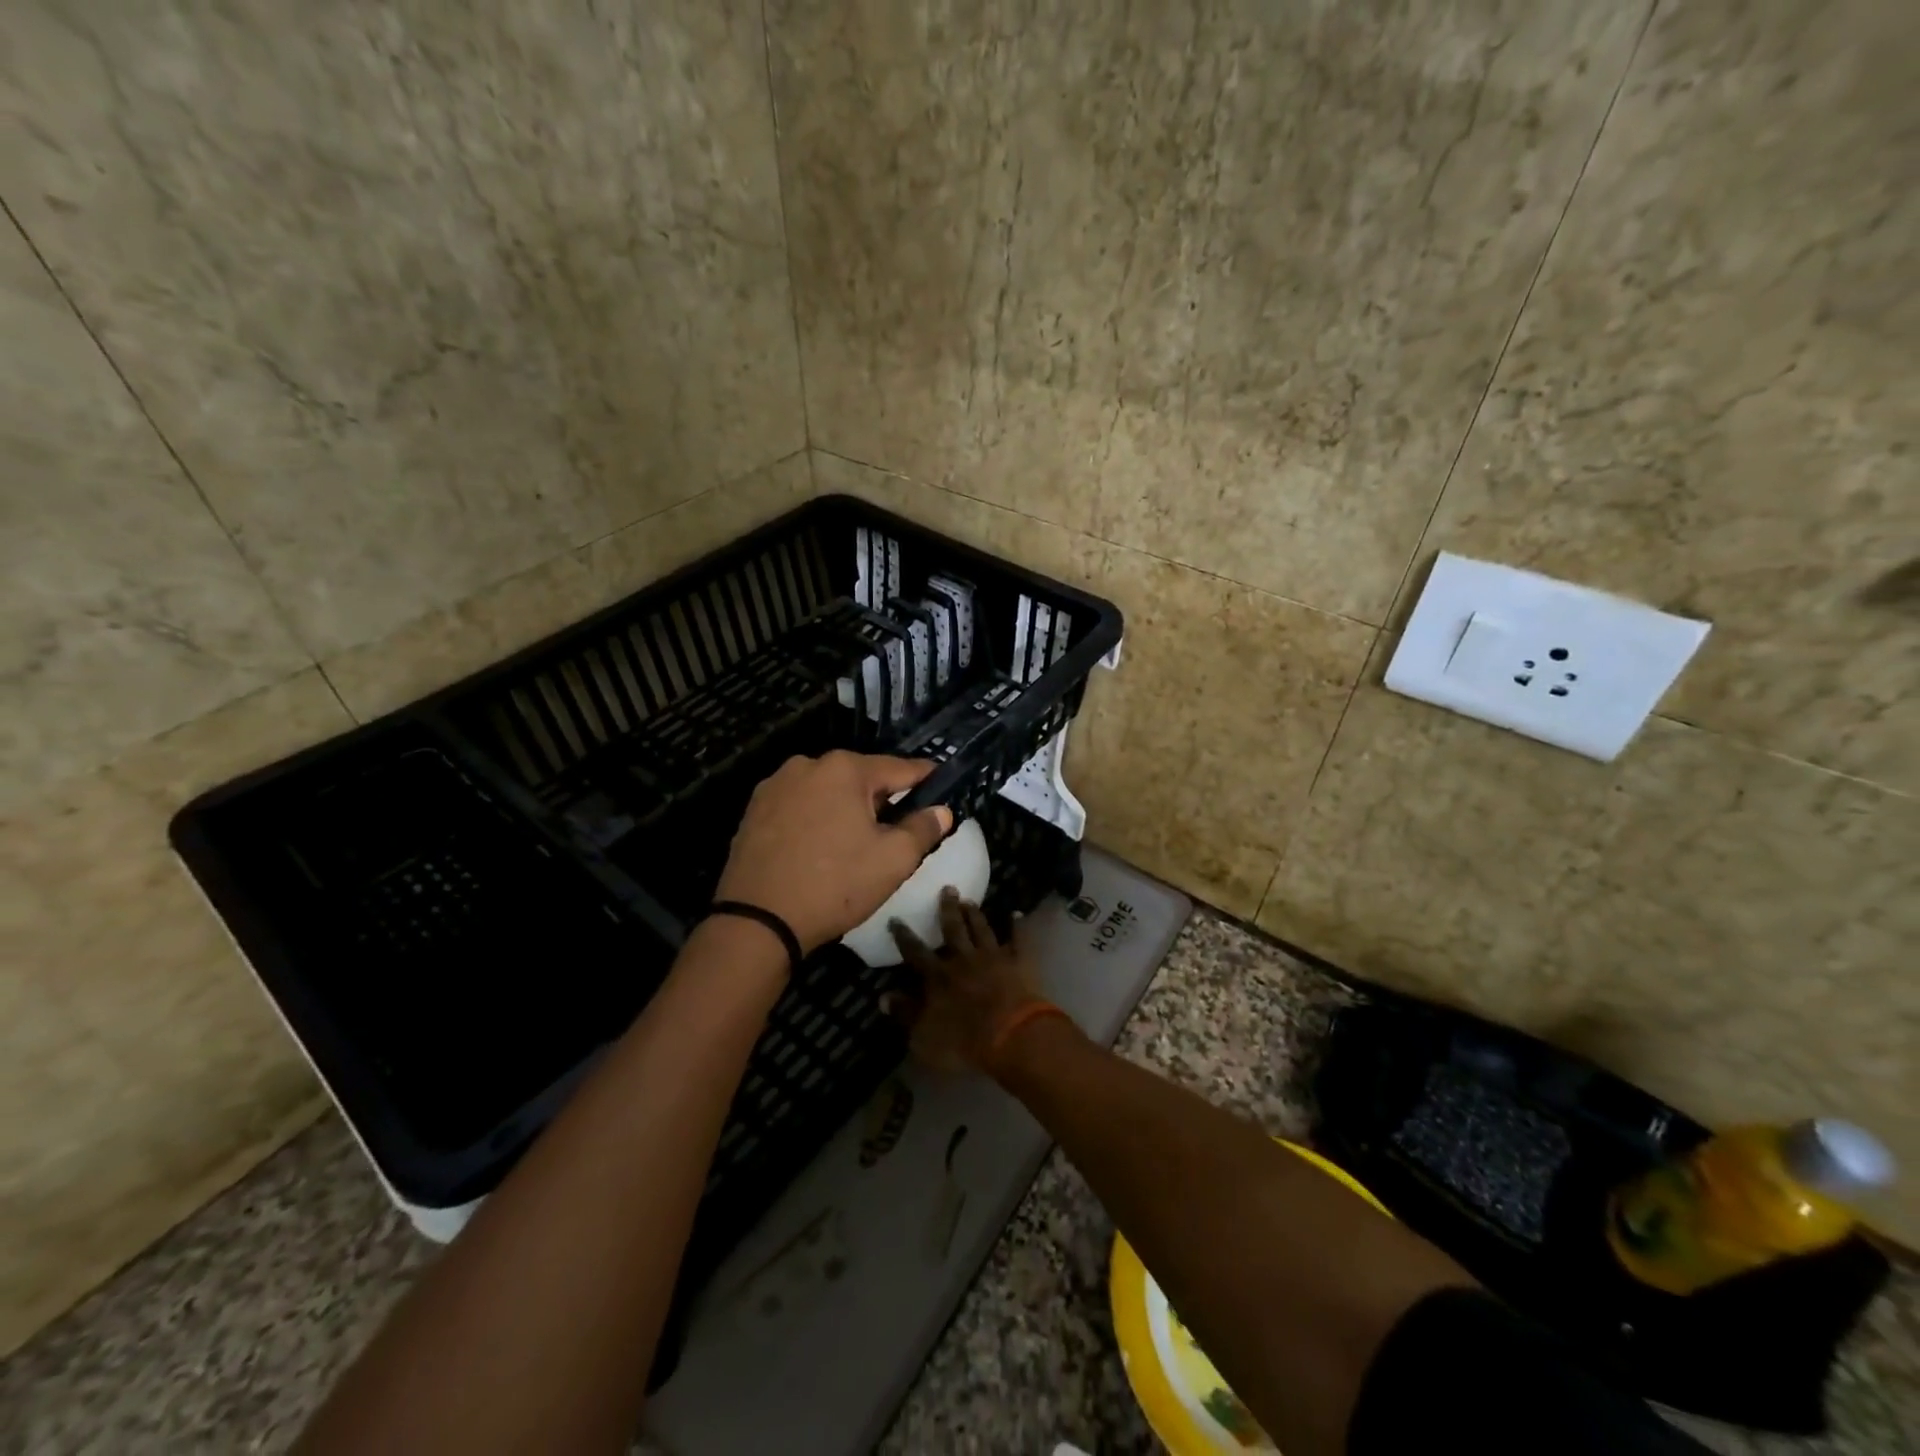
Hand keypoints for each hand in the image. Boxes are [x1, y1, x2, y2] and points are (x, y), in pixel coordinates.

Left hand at [714, 752, 952, 953]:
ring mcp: (775, 786)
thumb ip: (923, 829)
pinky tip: (819, 850)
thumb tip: (941, 811)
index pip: (899, 768)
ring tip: (855, 845)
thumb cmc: (835, 885)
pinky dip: (816, 820)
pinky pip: (799, 807)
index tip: (941, 784)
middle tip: (896, 831)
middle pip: (860, 778)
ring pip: (827, 792)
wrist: (758, 921)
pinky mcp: (754, 810)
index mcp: (844, 768)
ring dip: (845, 810)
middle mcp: (807, 765)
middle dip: (881, 800)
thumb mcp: (893, 860)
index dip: (924, 778)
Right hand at [890, 890, 1045, 1072]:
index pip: (916, 952)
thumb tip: (883, 996)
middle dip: (948, 909)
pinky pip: (1018, 940)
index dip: (904, 936)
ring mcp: (993, 958)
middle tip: (947, 888)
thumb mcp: (923, 1035)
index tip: (896, 918)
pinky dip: (1017, 926)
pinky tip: (1016, 913)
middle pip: (953, 929)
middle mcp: (964, 959)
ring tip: (969, 900)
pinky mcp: (1018, 963)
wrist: (1011, 1036)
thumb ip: (905, 1013)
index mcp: (938, 976)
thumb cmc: (963, 1041)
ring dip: (975, 915)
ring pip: (982, 930)